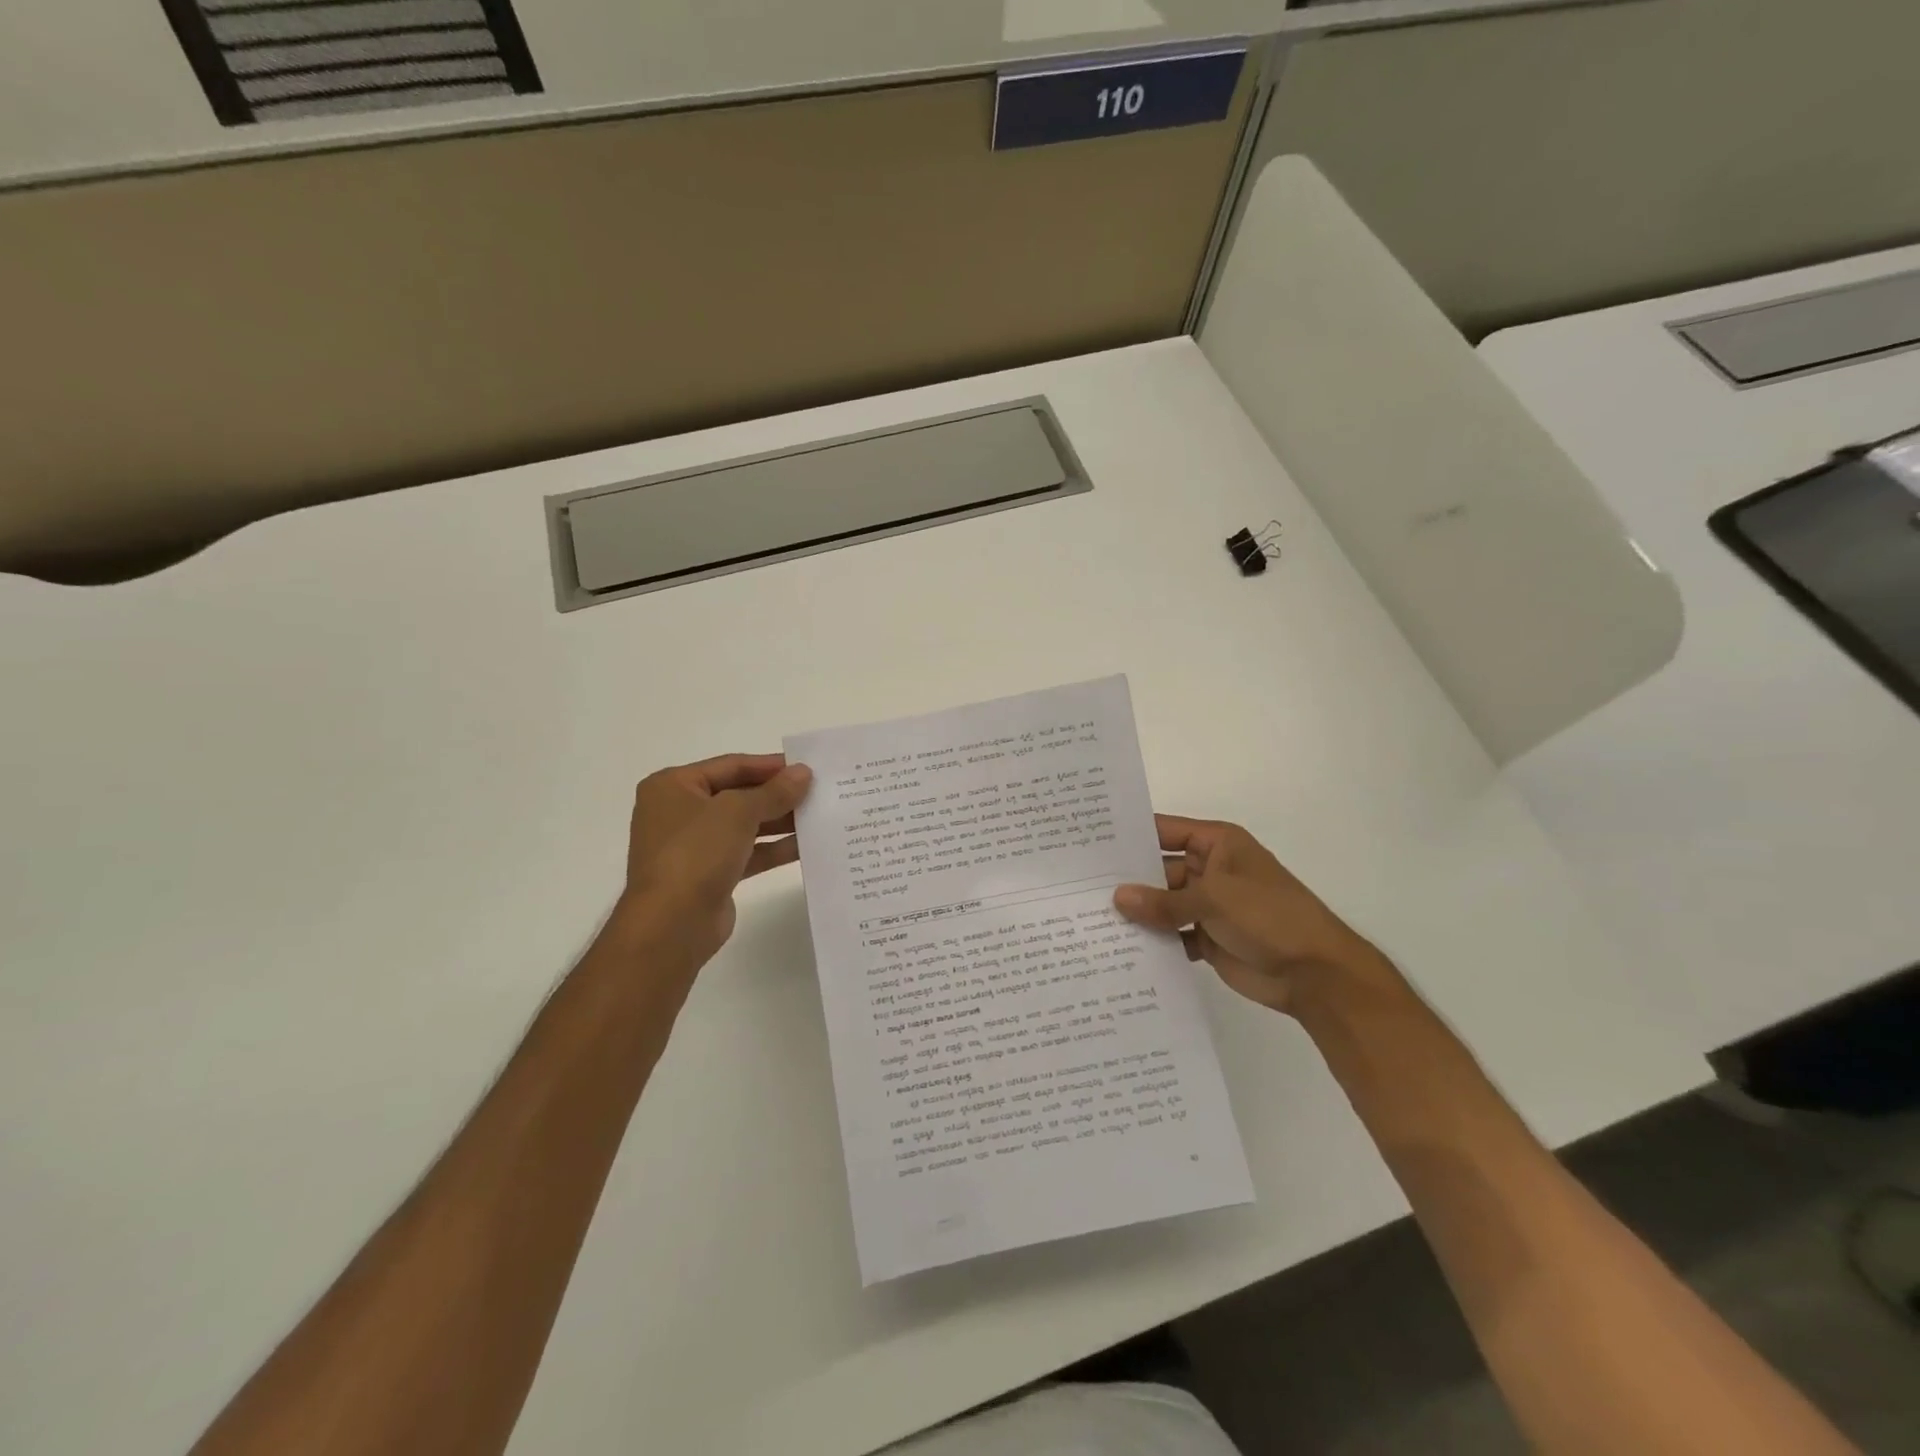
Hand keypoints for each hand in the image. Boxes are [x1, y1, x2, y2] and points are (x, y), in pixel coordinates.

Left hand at [618, 753, 812, 969]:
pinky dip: (773, 848)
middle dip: (778, 794)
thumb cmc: (696, 853)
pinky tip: (806, 845)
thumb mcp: (738, 812)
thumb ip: (774, 791)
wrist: (671, 924)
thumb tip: (803, 773)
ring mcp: (694, 845)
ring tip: (819, 816)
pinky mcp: (710, 874)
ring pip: (745, 825)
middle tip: (819, 791)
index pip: (731, 765)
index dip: (770, 765)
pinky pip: (747, 853)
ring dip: (780, 821)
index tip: (807, 767)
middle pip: (738, 794)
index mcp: (673, 786)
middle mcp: (680, 812)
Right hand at [1113, 815, 1392, 1014]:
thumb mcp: (1215, 899)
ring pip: (1162, 904)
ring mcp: (1208, 905)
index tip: (1090, 842)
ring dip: (1138, 912)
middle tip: (1079, 886)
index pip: (1165, 831)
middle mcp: (1209, 870)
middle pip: (1158, 869)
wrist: (1316, 974)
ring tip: (1089, 917)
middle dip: (1127, 879)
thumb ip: (1164, 901)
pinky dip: (1153, 940)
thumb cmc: (1270, 917)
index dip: (1131, 836)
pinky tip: (1119, 946)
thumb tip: (1117, 898)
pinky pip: (1171, 934)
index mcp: (1217, 844)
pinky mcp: (1207, 938)